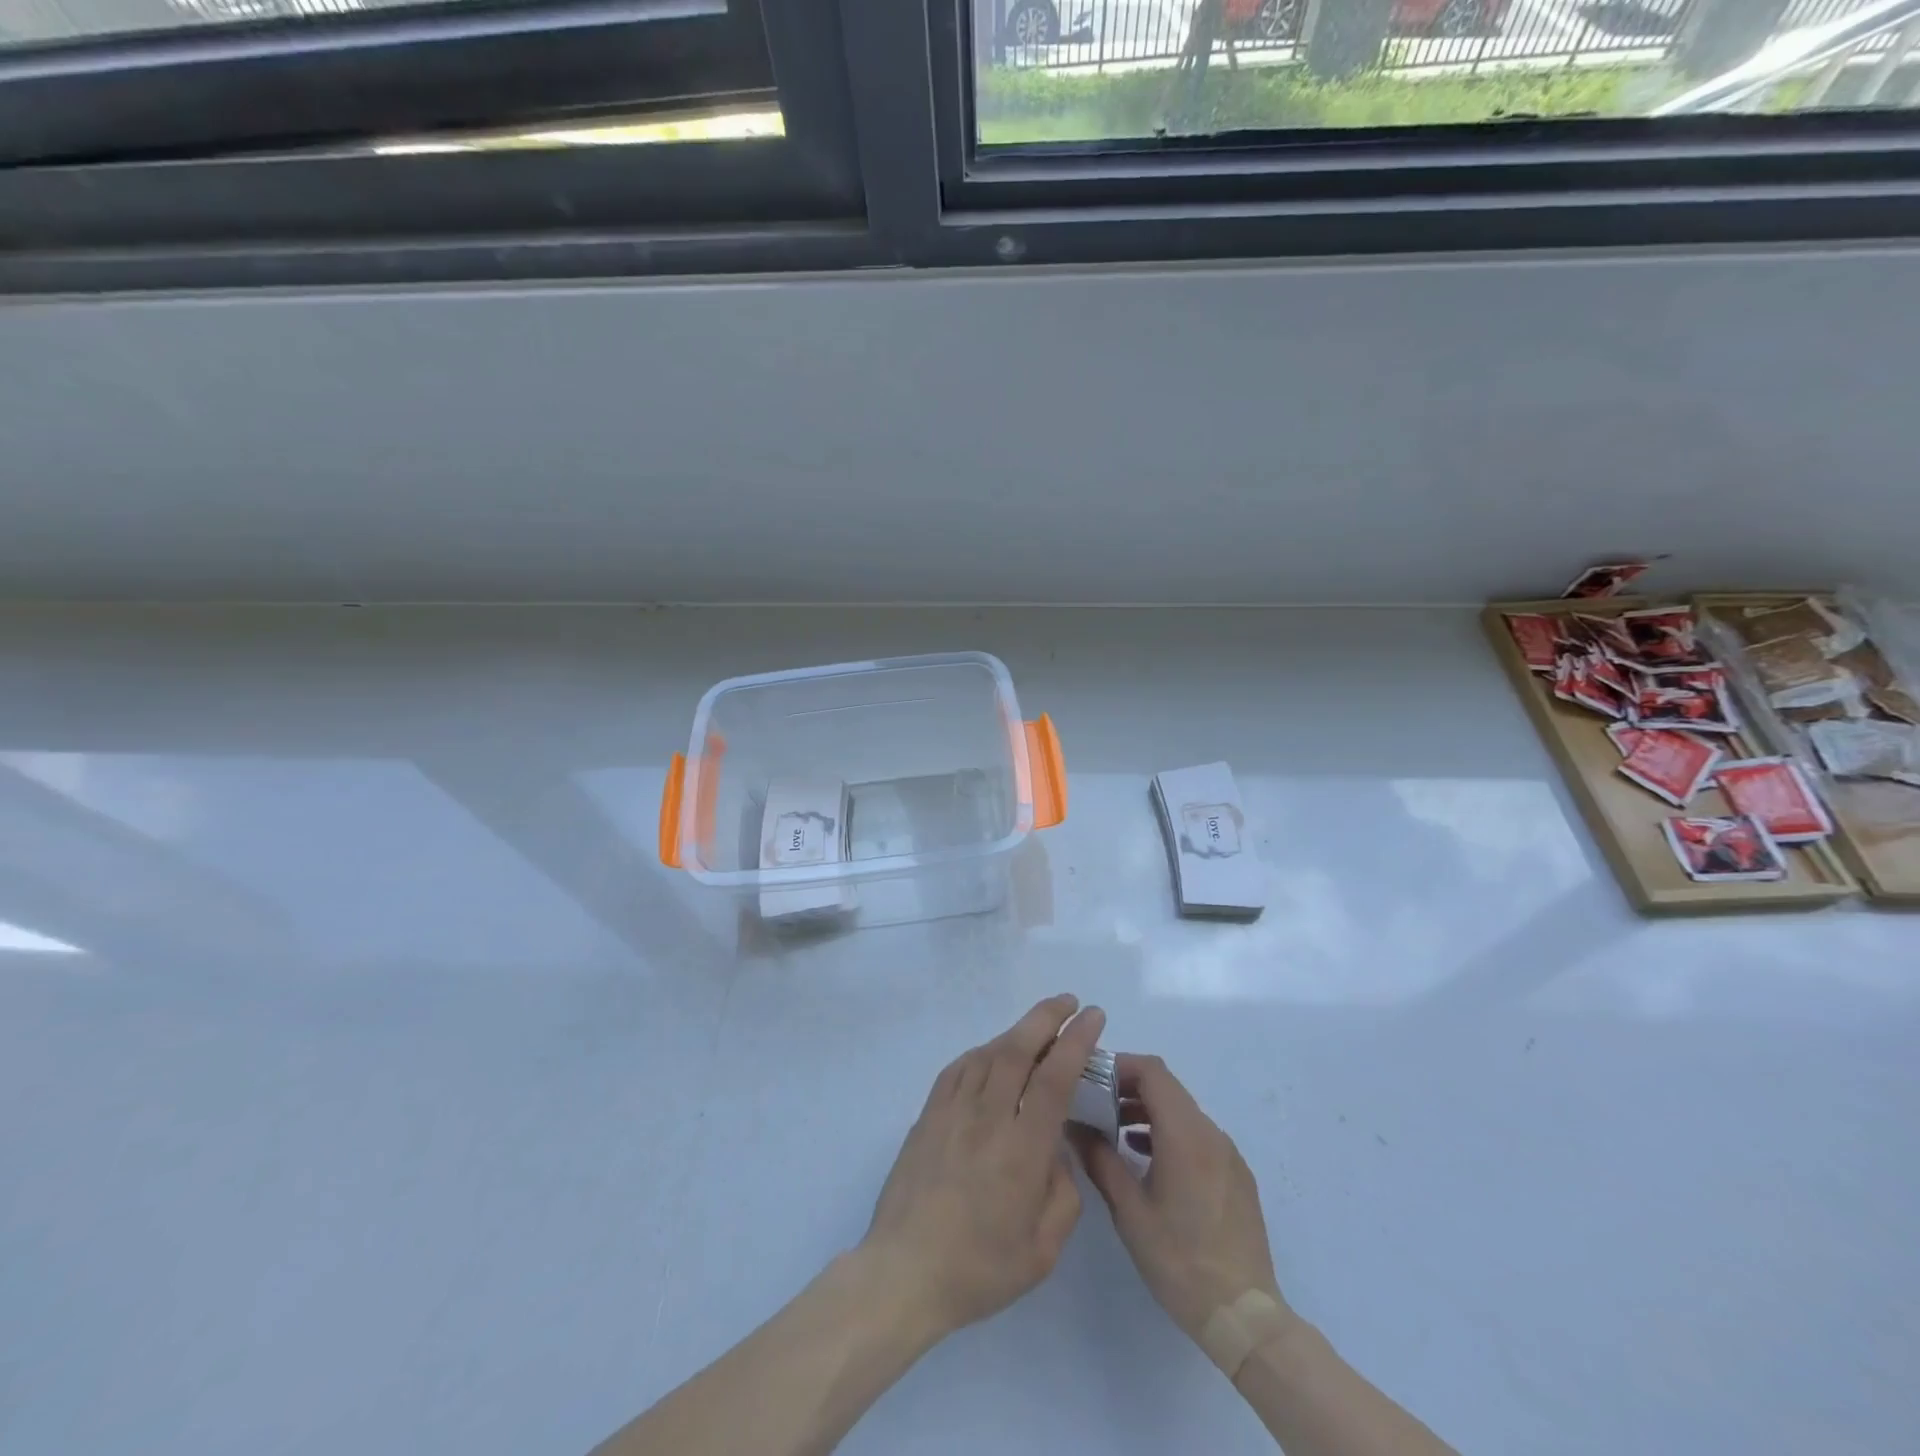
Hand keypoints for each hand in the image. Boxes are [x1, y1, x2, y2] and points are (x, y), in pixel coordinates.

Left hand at [860, 994, 1105, 1340]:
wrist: (904, 1272)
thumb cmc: (979, 1269)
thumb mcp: (1042, 1250)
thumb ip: (1062, 1194)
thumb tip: (1055, 1151)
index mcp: (1021, 1149)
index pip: (1054, 1077)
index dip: (1076, 1041)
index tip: (1093, 1017)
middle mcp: (987, 1117)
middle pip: (1018, 1049)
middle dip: (1046, 1017)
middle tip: (1069, 1002)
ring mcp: (952, 1112)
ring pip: (987, 1052)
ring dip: (1016, 1031)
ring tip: (1037, 1027)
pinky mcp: (928, 1116)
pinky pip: (958, 1068)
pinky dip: (981, 1052)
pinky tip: (991, 1054)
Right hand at [1071, 1053, 1288, 1344]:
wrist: (1244, 1316)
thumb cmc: (1180, 1261)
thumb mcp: (1129, 1211)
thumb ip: (1100, 1160)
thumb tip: (1073, 1125)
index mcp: (1185, 1135)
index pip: (1152, 1071)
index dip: (1119, 1066)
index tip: (1090, 1079)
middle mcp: (1211, 1133)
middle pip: (1168, 1087)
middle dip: (1129, 1087)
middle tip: (1096, 1104)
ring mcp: (1228, 1153)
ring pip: (1183, 1110)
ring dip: (1149, 1110)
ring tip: (1116, 1132)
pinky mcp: (1236, 1174)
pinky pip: (1198, 1134)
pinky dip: (1170, 1131)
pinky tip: (1148, 1159)